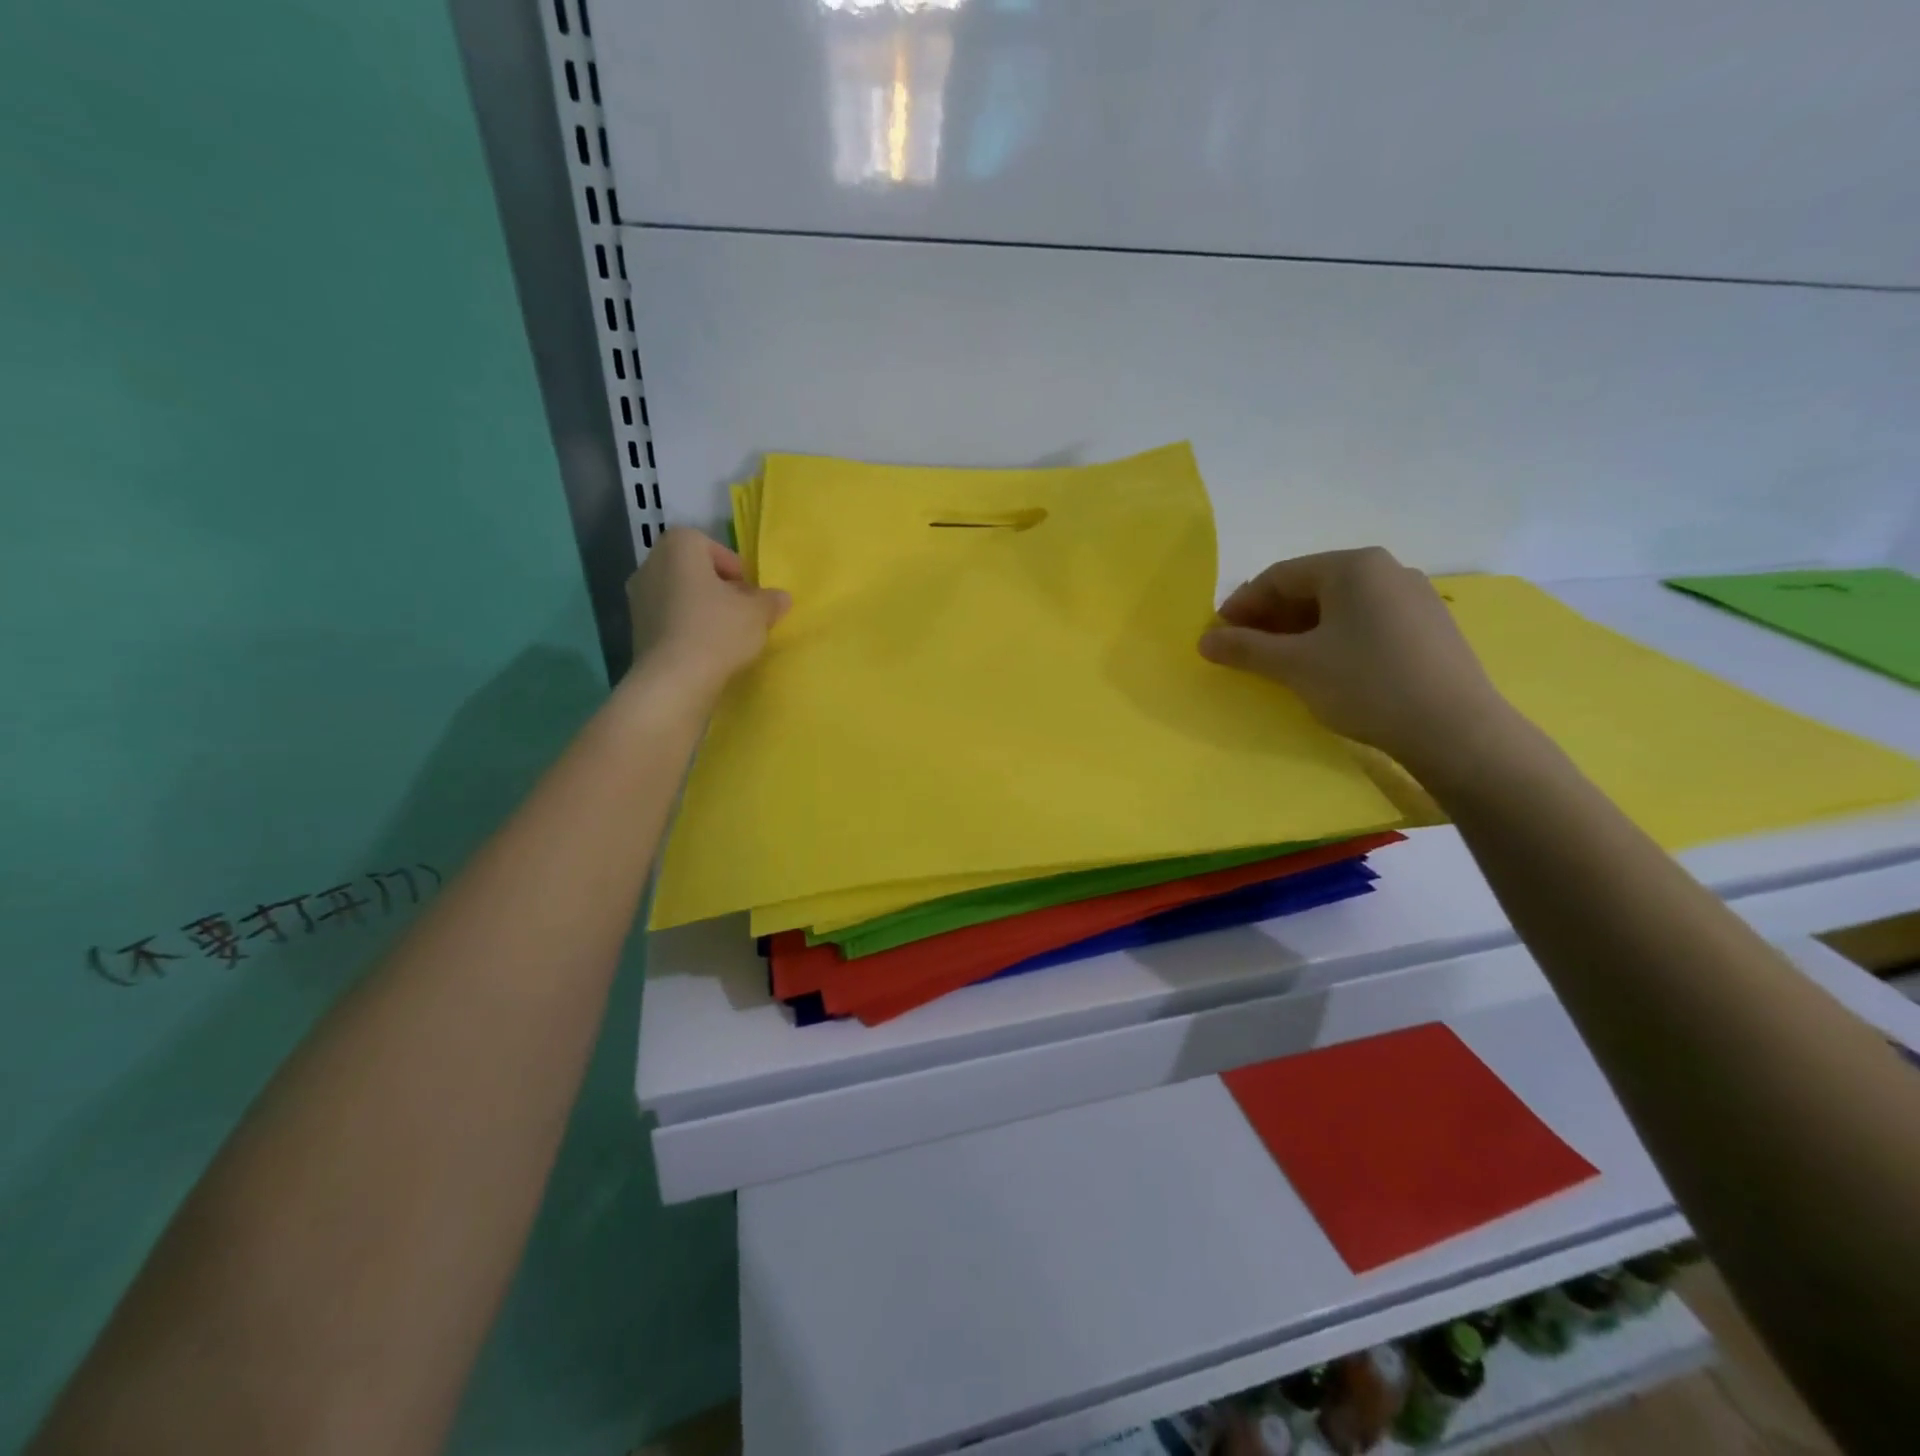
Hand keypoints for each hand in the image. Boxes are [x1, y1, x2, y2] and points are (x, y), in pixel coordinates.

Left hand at [626, 529, 789, 700]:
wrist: (674, 680)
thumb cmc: (717, 631)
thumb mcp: (757, 613)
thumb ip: (770, 600)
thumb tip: (781, 597)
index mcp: (678, 547)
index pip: (711, 546)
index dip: (734, 568)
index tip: (749, 593)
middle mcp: (651, 564)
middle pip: (693, 570)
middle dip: (718, 588)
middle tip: (741, 612)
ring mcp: (638, 598)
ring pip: (680, 595)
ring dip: (702, 609)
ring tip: (726, 634)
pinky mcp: (636, 629)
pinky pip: (669, 619)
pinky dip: (686, 628)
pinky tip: (706, 650)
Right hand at [1198, 547, 1508, 770]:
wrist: (1454, 729)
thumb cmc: (1366, 684)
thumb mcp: (1295, 666)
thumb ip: (1245, 648)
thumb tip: (1204, 640)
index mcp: (1353, 566)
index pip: (1280, 575)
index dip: (1242, 604)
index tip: (1219, 635)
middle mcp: (1387, 569)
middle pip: (1310, 587)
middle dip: (1270, 618)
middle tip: (1245, 650)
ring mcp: (1414, 597)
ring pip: (1339, 606)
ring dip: (1300, 630)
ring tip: (1279, 663)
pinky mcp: (1429, 627)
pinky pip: (1366, 622)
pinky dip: (1334, 638)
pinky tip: (1325, 668)